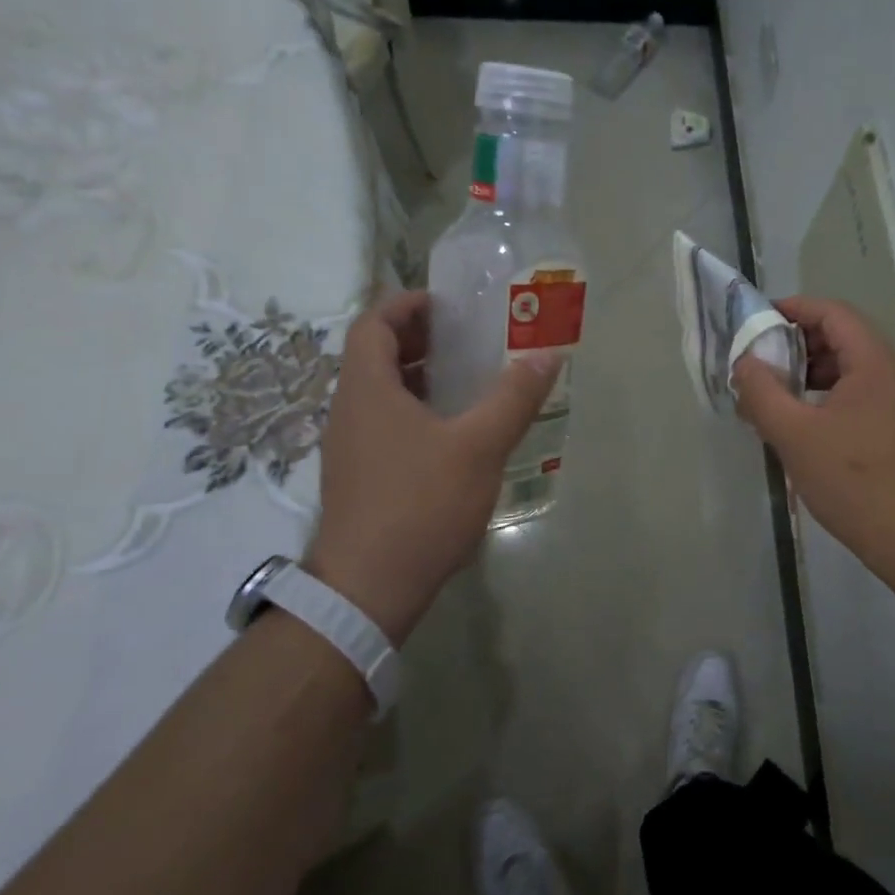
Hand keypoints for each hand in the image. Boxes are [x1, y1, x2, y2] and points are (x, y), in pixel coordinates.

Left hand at [304, 291, 559, 646]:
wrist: (369, 589)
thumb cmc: (421, 505)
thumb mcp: (479, 446)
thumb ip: (513, 397)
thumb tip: (547, 354)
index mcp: (367, 389)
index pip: (372, 323)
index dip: (406, 305)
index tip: (447, 304)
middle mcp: (348, 411)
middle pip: (373, 356)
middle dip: (416, 339)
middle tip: (464, 338)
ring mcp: (348, 448)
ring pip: (378, 393)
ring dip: (415, 377)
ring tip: (464, 381)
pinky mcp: (357, 479)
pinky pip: (381, 425)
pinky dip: (412, 411)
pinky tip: (450, 436)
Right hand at [733, 297, 894, 579]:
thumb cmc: (854, 480)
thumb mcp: (795, 435)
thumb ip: (762, 393)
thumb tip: (744, 363)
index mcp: (874, 363)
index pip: (833, 314)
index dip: (794, 308)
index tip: (758, 319)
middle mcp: (894, 374)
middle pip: (844, 339)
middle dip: (798, 343)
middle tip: (760, 361)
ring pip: (852, 370)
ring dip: (811, 373)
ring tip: (775, 394)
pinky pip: (860, 396)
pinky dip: (828, 397)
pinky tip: (804, 425)